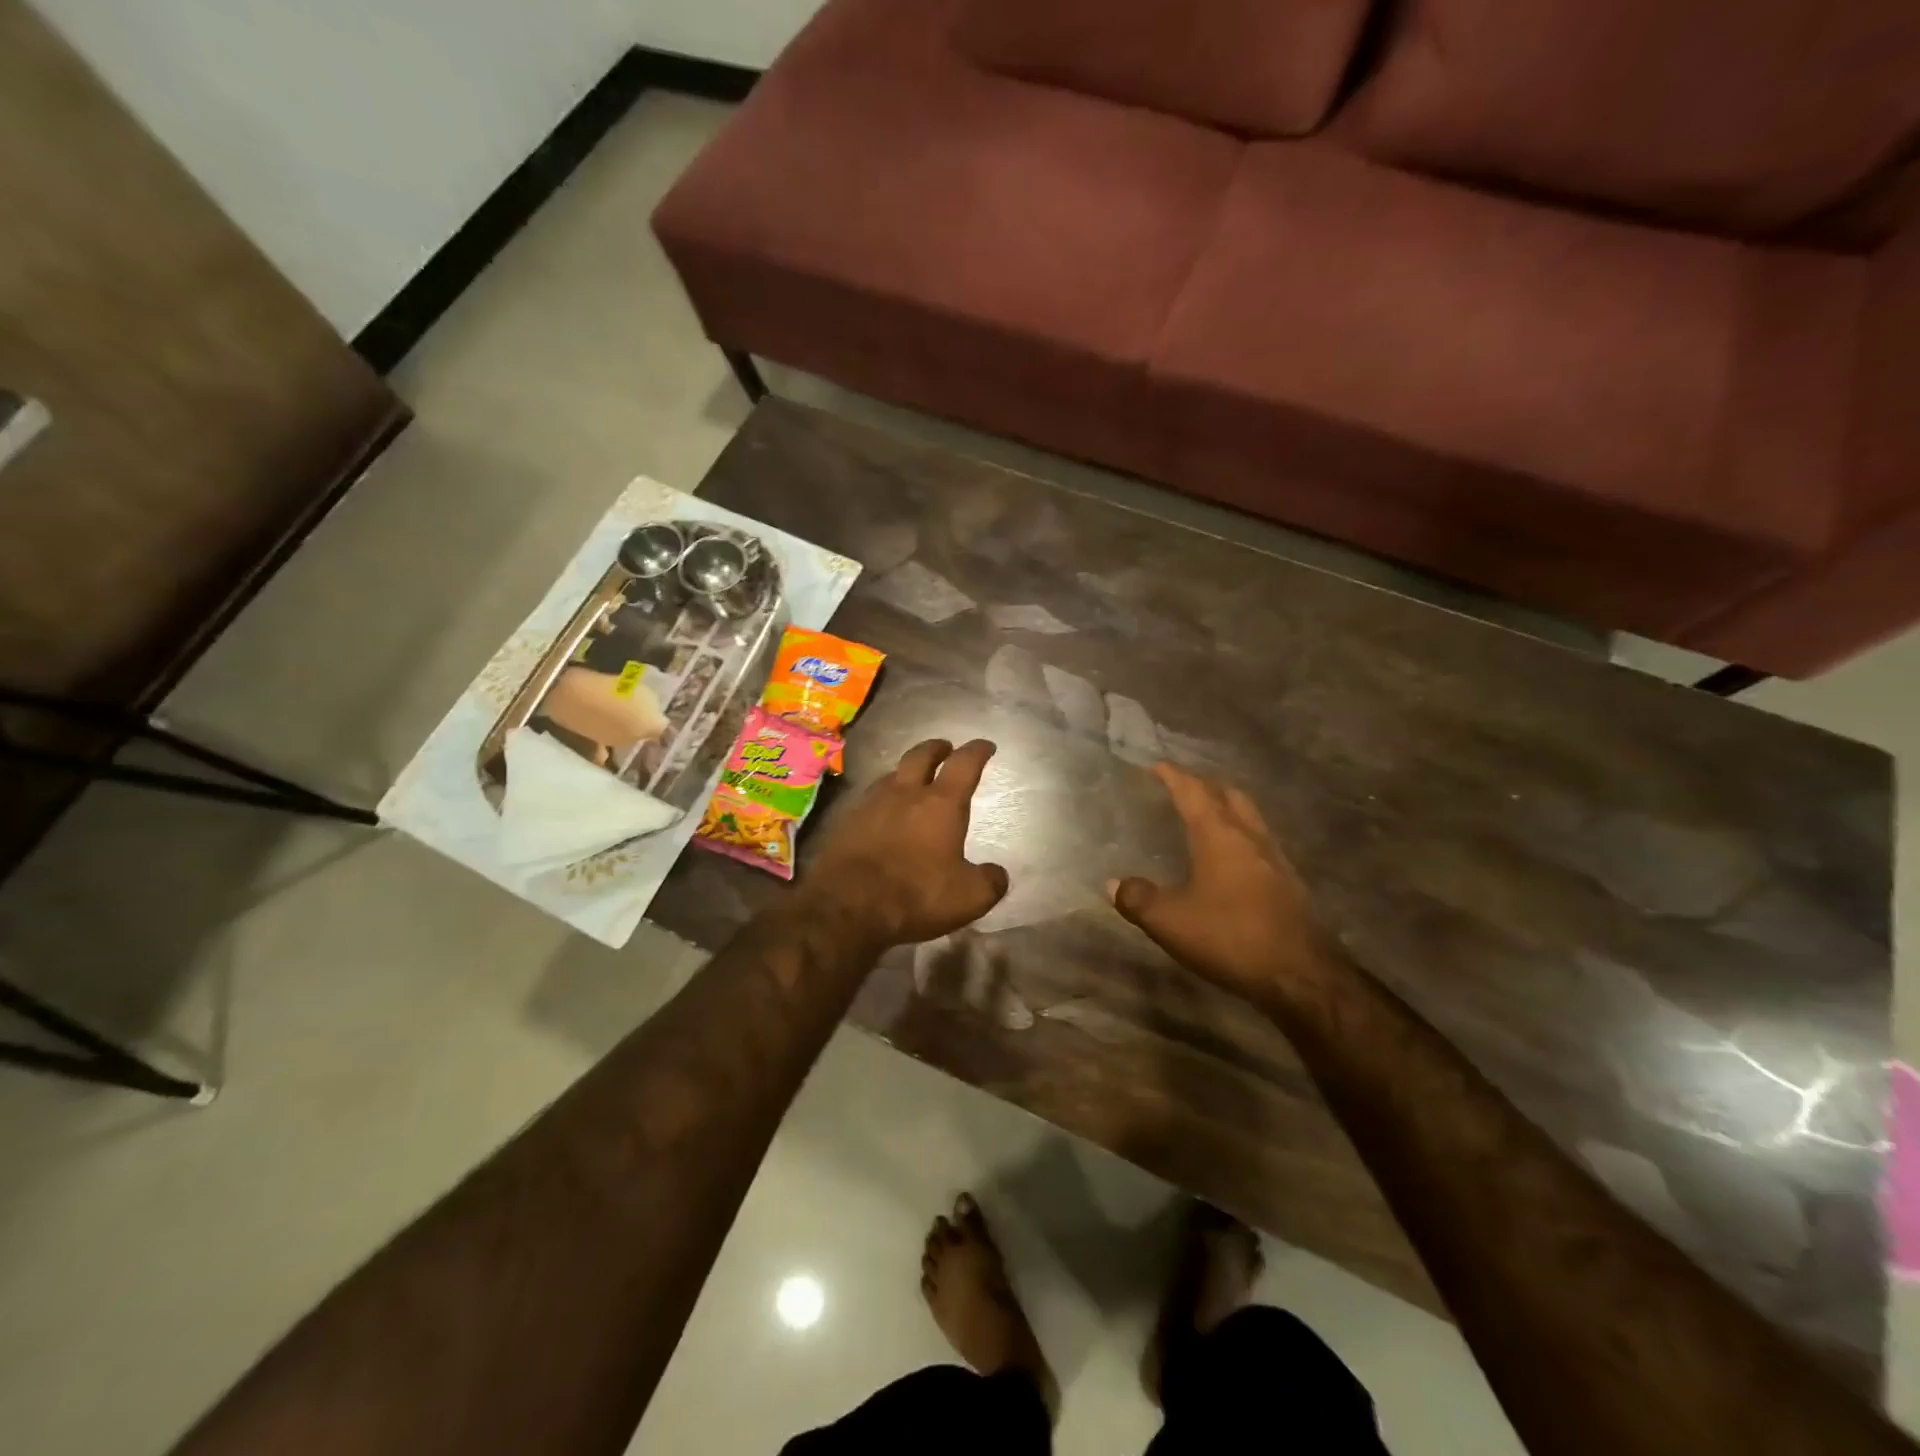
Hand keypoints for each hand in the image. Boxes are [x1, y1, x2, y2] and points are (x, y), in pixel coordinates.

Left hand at [800, 738, 1009, 948]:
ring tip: (912, 778)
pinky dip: (881, 798)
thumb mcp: (969, 897)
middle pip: (921, 756)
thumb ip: (989, 881)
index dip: (977, 751)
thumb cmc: (916, 896)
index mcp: (941, 804)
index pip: (964, 764)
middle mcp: (905, 794)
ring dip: (906, 771)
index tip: (986, 746)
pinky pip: (868, 799)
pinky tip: (881, 812)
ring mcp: (870, 804)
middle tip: (945, 748)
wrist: (847, 906)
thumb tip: (997, 873)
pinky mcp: (845, 821)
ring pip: (891, 774)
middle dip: (936, 748)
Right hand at [1109, 763, 1331, 1003]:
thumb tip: (1113, 884)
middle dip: (1205, 785)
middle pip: (1229, 795)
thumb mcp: (1171, 922)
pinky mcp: (1290, 883)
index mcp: (1219, 836)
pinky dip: (1242, 836)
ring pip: (1250, 817)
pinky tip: (1233, 859)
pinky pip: (1261, 843)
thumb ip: (1138, 899)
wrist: (1301, 975)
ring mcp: (1276, 859)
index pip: (1193, 792)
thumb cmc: (1230, 937)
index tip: (1158, 765)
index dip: (1174, 776)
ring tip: (1208, 816)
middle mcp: (1250, 838)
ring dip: (1228, 808)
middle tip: (1184, 786)